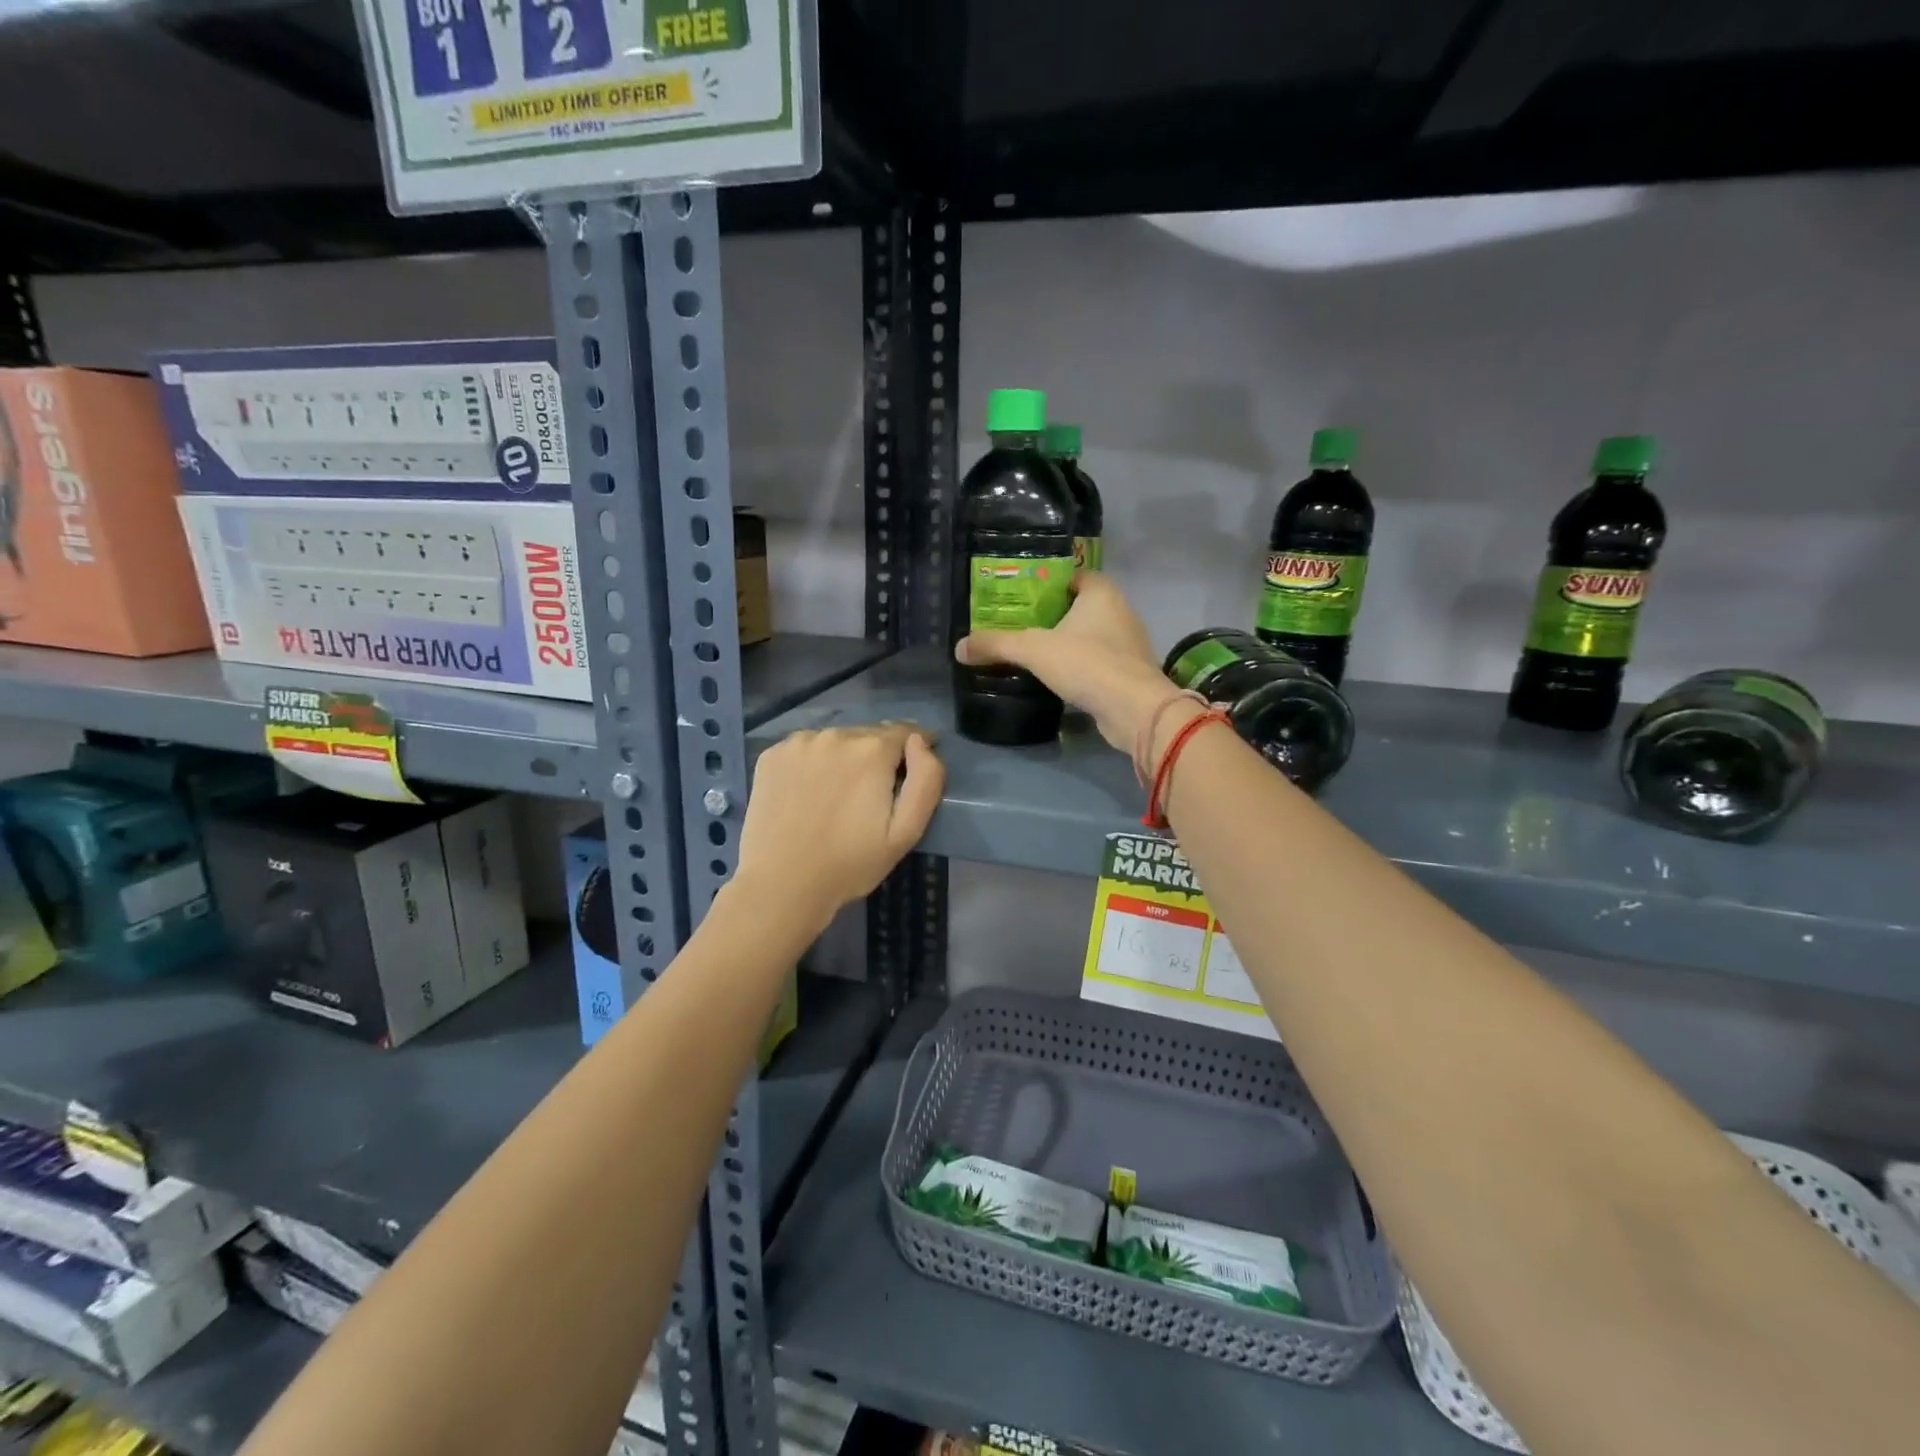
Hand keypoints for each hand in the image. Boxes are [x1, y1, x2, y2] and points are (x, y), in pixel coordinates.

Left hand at [735, 723, 944, 922]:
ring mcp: (798, 742)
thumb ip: (926, 780)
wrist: (781, 885)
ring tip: (836, 798)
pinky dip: (812, 763)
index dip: (914, 751)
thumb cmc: (850, 864)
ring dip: (843, 759)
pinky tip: (807, 794)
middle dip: (876, 758)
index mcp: (872, 750)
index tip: (908, 777)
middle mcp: (835, 734)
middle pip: (869, 736)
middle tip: (869, 798)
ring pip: (835, 741)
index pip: (906, 732)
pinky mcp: (771, 755)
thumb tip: (920, 741)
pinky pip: (804, 749)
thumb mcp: (905, 832)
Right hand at [955, 573, 1176, 751]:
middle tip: (1021, 624)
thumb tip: (959, 647)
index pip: (1075, 575)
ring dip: (1068, 643)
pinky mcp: (1129, 674)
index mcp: (1102, 593)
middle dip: (1054, 614)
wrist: (1134, 710)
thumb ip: (997, 644)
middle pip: (1081, 606)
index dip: (1050, 582)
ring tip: (1034, 652)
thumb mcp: (1034, 650)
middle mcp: (1121, 612)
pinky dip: (1080, 667)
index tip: (1024, 596)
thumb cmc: (1087, 664)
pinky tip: (1058, 678)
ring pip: (1091, 636)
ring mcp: (1129, 645)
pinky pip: (1099, 662)